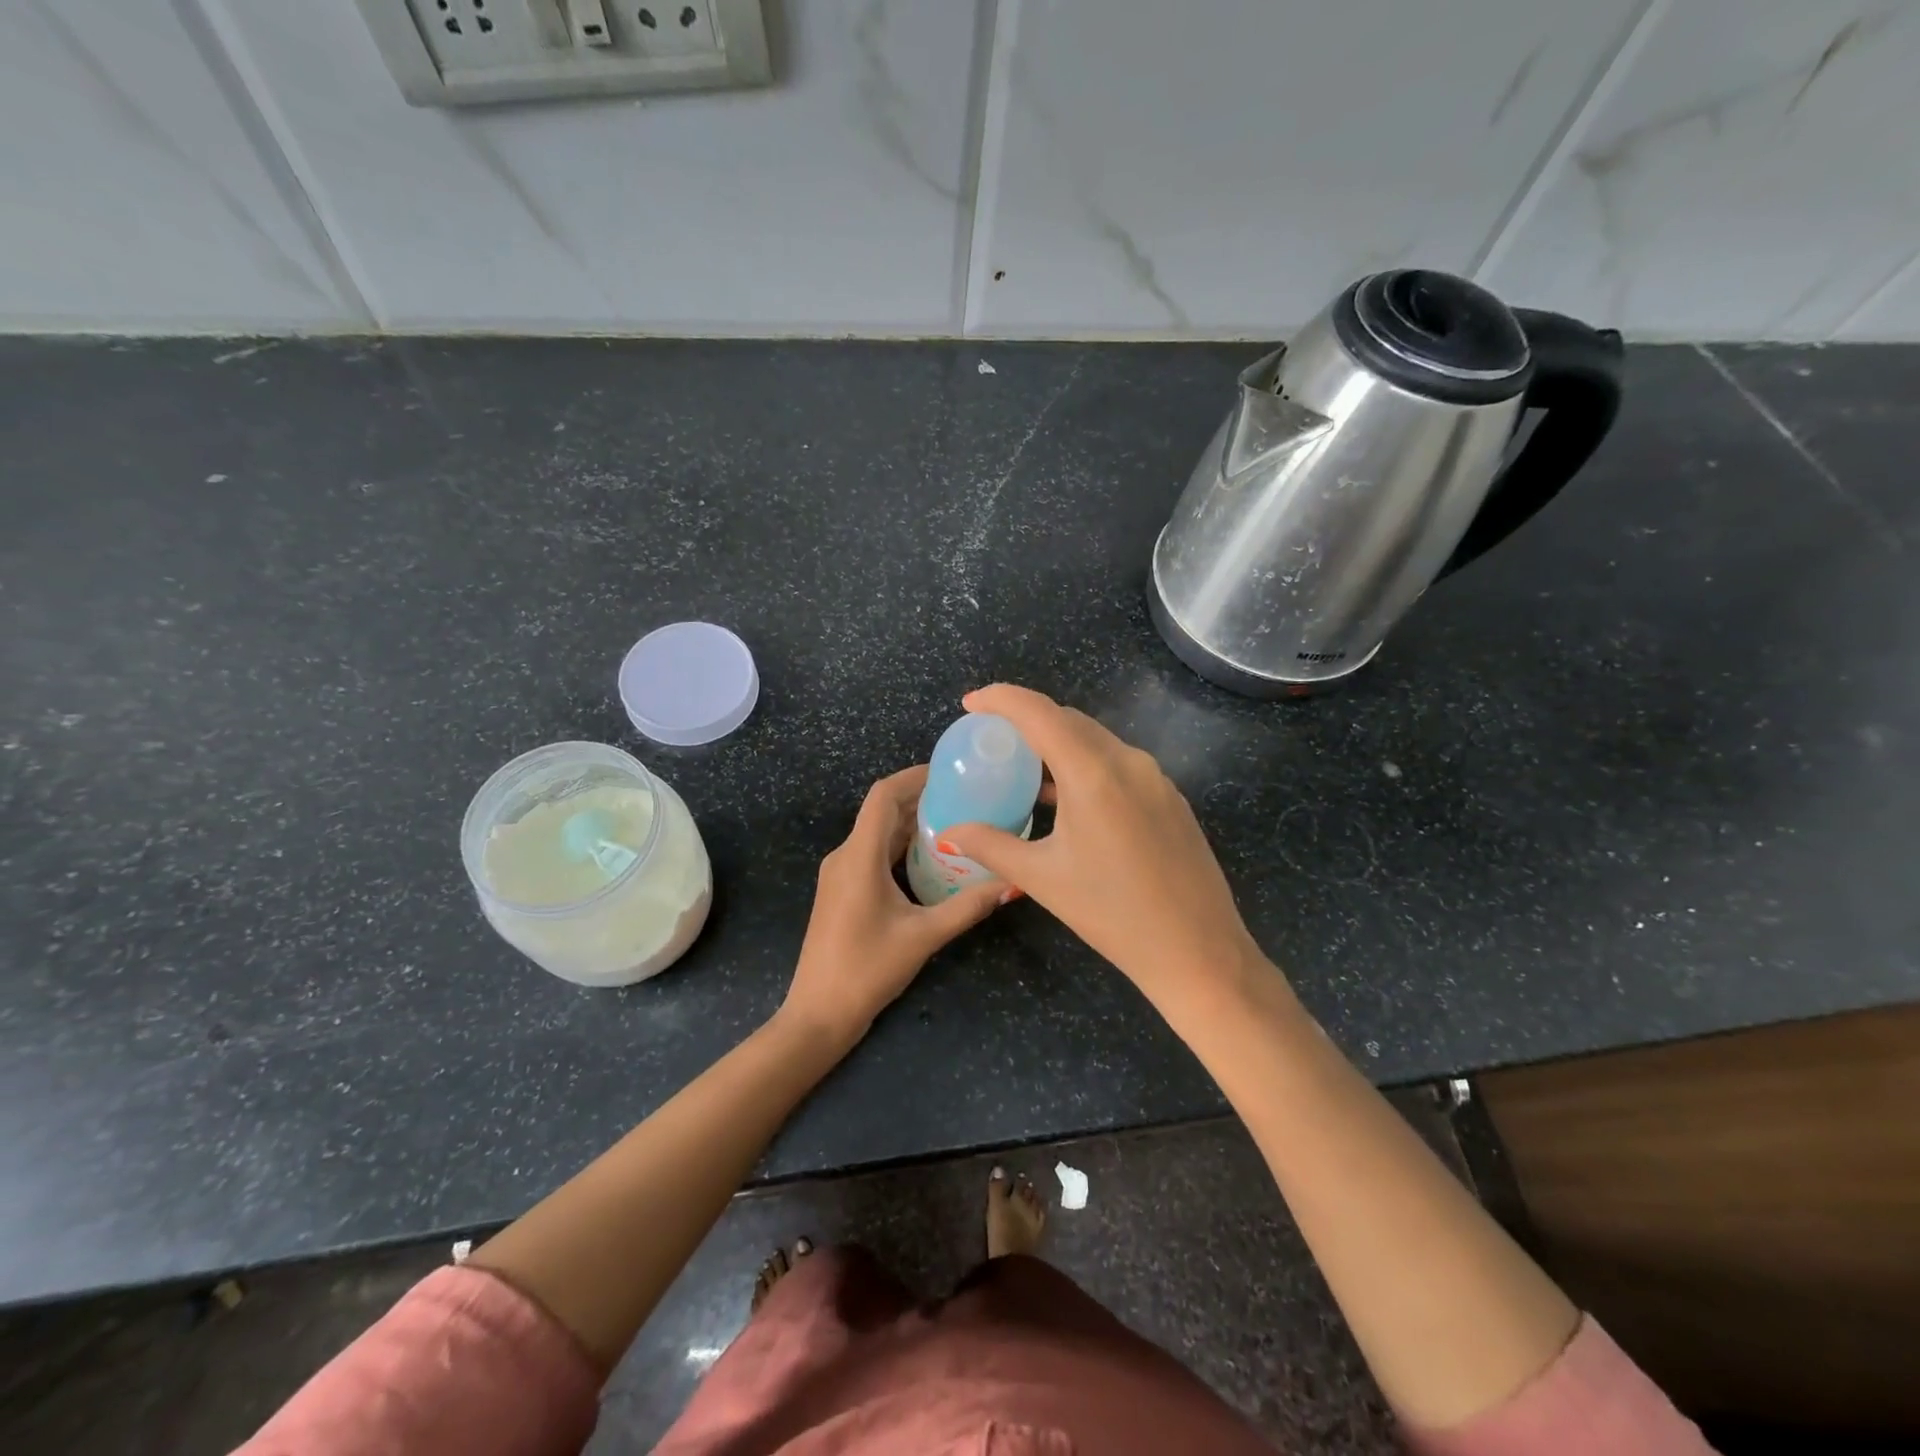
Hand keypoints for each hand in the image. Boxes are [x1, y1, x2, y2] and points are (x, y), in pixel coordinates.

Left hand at [781, 765, 1006, 1045]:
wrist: (818, 1013)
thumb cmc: (867, 969)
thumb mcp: (924, 936)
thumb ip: (968, 907)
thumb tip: (1013, 884)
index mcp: (859, 856)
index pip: (883, 795)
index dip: (914, 776)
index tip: (950, 771)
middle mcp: (845, 855)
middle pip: (881, 810)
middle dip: (920, 797)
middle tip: (965, 795)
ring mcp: (839, 873)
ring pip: (877, 832)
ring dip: (910, 822)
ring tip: (955, 819)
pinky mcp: (841, 890)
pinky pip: (872, 852)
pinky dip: (899, 845)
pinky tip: (930, 856)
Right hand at [940, 684, 1266, 999]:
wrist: (1198, 951)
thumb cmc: (1113, 914)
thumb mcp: (1043, 878)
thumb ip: (991, 846)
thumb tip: (949, 833)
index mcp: (1093, 773)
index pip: (1039, 713)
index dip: (1001, 699)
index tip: (971, 703)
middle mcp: (1129, 761)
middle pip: (1069, 720)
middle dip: (1027, 718)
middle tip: (992, 737)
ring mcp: (1156, 778)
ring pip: (1097, 740)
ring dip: (1058, 742)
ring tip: (1025, 767)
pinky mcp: (1171, 798)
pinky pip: (1119, 763)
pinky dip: (1086, 763)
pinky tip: (1069, 797)